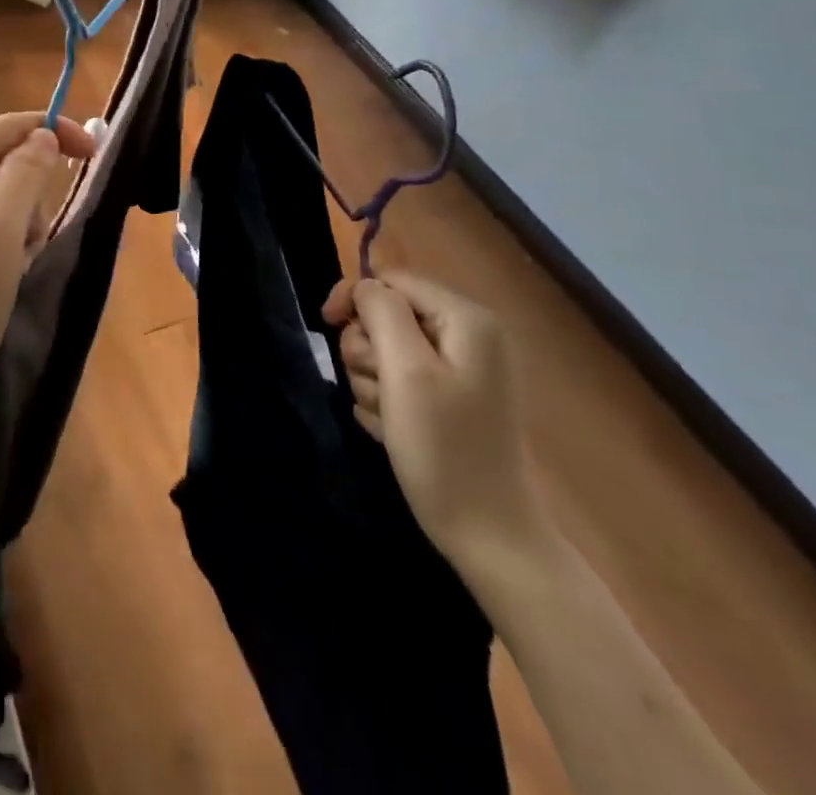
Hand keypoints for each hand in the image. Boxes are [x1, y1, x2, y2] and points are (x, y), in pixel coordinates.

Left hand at [0, 113, 96, 427]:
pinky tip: (8, 271)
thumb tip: (45, 136)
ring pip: (4, 192)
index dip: (52, 130)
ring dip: (24, 221)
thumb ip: (24, 173)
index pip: (4, 127)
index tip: (96, 150)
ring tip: (17, 261)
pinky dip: (12, 240)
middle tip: (32, 236)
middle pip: (3, 158)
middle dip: (31, 192)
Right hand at [324, 271, 551, 570]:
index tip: (327, 325)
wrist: (488, 536)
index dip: (354, 297)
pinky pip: (395, 382)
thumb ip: (381, 313)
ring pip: (384, 351)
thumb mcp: (406, 371)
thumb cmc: (445, 448)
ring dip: (372, 382)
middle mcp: (466, 337)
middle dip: (367, 350)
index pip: (391, 279)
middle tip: (378, 388)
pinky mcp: (446, 400)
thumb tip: (364, 287)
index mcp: (465, 319)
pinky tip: (394, 430)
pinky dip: (385, 403)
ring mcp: (457, 371)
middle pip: (385, 315)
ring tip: (389, 417)